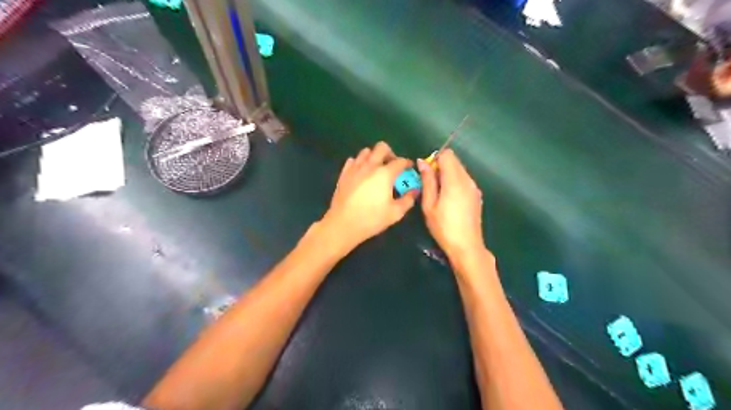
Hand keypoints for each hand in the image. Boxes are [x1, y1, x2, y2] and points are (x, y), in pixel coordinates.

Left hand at [324, 141, 419, 249]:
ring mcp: (355, 168)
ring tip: (376, 169)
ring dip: (374, 157)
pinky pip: (353, 161)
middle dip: (390, 154)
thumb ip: (408, 200)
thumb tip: (415, 191)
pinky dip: (359, 163)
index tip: (409, 169)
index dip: (407, 163)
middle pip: (382, 148)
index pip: (400, 161)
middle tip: (392, 166)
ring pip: (366, 152)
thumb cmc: (371, 219)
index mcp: (385, 174)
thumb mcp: (395, 213)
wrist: (343, 224)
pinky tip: (361, 174)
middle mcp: (370, 166)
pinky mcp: (344, 174)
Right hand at [417, 148, 483, 258]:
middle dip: (441, 166)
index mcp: (454, 180)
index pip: (447, 155)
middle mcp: (467, 180)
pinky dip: (455, 182)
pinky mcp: (477, 195)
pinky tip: (450, 200)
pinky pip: (465, 180)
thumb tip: (422, 161)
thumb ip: (427, 181)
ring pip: (460, 170)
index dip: (435, 159)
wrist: (467, 246)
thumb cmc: (443, 227)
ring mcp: (474, 187)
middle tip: (431, 185)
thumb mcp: (429, 205)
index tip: (427, 174)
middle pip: (454, 161)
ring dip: (448, 175)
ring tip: (439, 194)